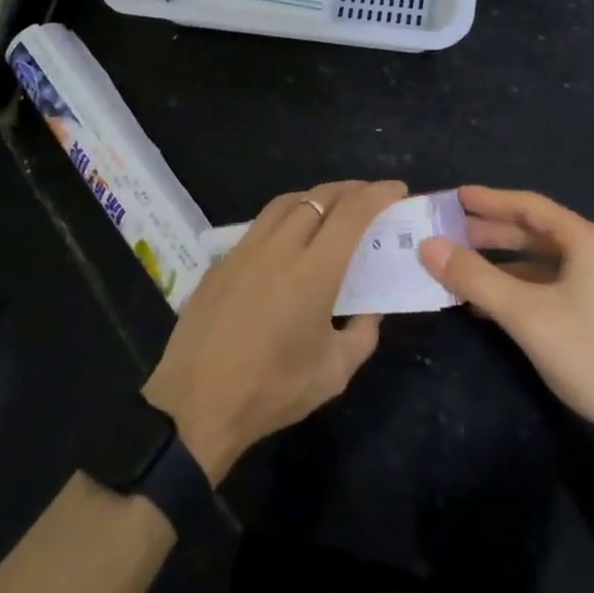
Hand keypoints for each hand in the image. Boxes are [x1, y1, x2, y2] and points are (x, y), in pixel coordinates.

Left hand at [142, 179, 404, 482]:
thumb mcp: (334, 372)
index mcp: (314, 271)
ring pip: (286, 203)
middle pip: (319, 197)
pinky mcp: (222, 260)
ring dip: (316, 197)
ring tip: (332, 209)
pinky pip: (261, 224)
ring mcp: (246, 249)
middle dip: (351, 190)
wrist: (196, 403)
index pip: (352, 213)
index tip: (398, 189)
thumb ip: (362, 334)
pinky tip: (289, 240)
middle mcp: (280, 247)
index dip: (378, 194)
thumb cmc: (272, 390)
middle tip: (370, 198)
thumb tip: (371, 309)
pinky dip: (286, 217)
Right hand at [418, 186, 593, 450]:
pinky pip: (557, 284)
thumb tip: (428, 246)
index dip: (490, 200)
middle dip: (493, 233)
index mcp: (587, 240)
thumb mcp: (525, 314)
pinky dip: (524, 287)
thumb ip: (475, 277)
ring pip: (547, 261)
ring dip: (506, 263)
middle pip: (538, 232)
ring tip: (466, 268)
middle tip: (452, 232)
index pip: (529, 206)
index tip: (455, 198)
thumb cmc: (593, 353)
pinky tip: (497, 305)